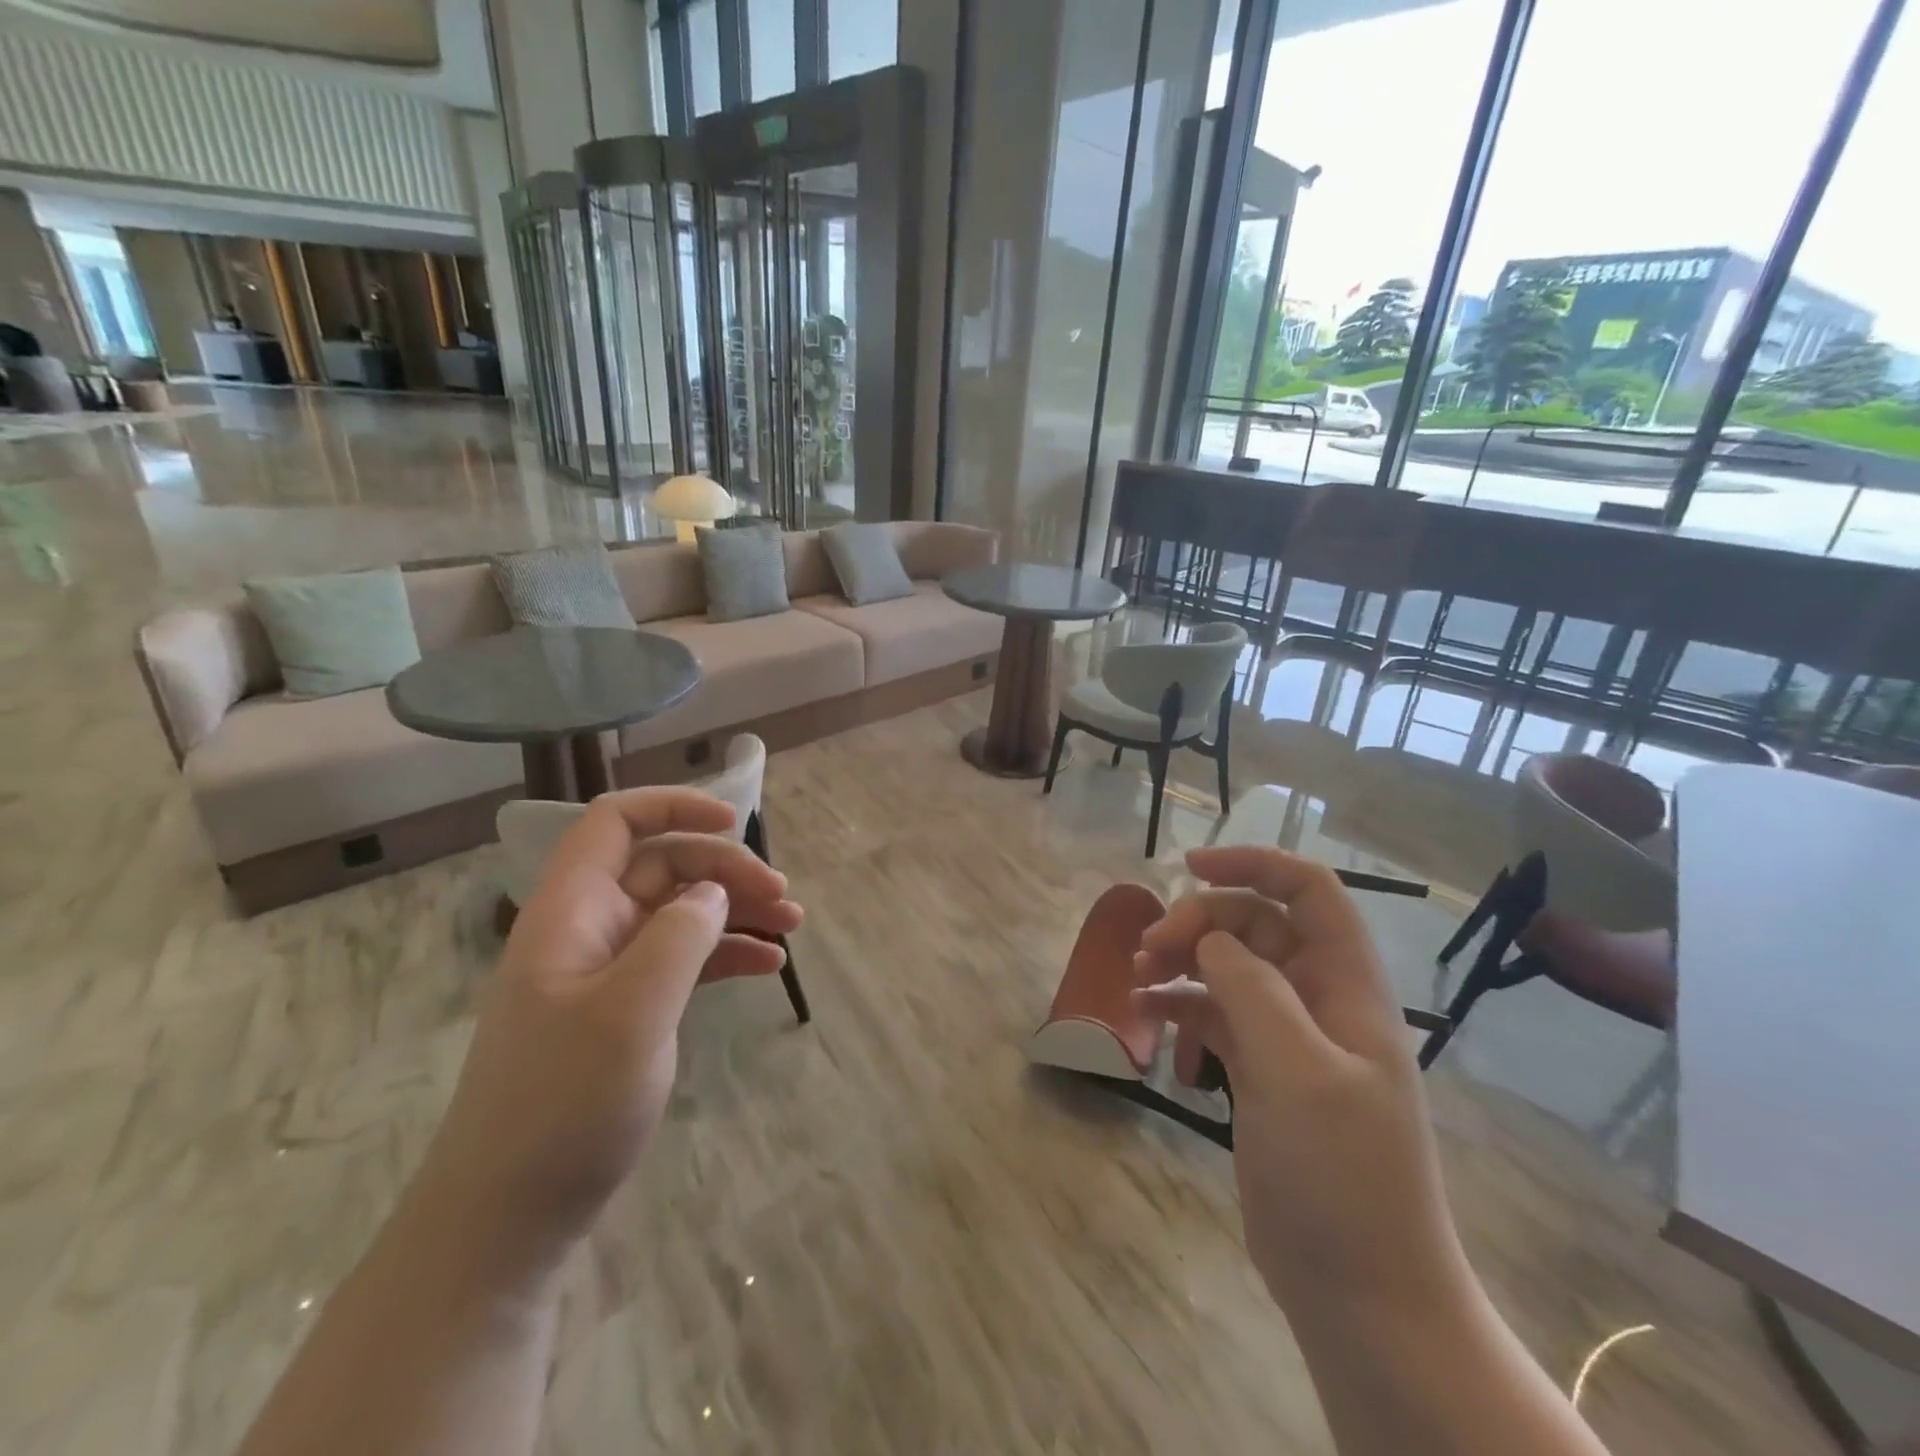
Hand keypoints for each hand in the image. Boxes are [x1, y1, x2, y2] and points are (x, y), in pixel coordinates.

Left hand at [414, 788, 804, 1275]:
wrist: (506, 1219)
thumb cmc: (561, 1105)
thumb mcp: (630, 1011)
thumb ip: (678, 936)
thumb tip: (714, 892)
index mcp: (570, 911)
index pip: (614, 822)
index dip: (673, 806)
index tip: (734, 820)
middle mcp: (588, 929)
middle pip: (663, 865)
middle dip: (727, 870)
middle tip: (783, 899)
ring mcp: (607, 972)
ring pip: (680, 912)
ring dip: (736, 911)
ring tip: (792, 928)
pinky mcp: (626, 1010)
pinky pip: (683, 960)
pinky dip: (726, 954)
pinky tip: (768, 966)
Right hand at [1132, 846, 1468, 1321]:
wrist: (1362, 1293)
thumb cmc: (1341, 1175)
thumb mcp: (1296, 1070)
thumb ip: (1252, 988)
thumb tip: (1211, 940)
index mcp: (1347, 987)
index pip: (1308, 892)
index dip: (1254, 865)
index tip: (1189, 869)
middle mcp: (1320, 1002)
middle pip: (1256, 927)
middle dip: (1200, 924)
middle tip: (1149, 949)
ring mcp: (1290, 1040)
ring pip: (1231, 970)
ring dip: (1183, 963)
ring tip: (1137, 978)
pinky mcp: (1263, 1075)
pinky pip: (1216, 1017)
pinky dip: (1181, 1008)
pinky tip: (1146, 1017)